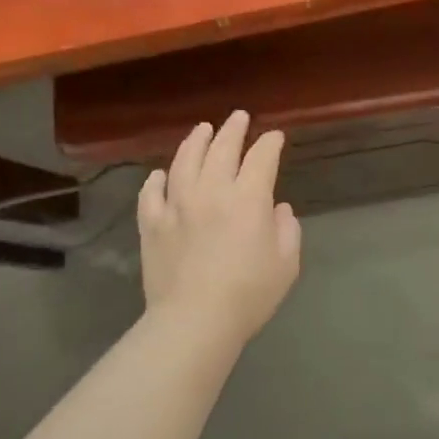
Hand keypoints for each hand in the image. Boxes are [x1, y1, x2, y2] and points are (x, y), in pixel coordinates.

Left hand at [137, 110, 301, 346]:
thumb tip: (278, 209)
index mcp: (248, 198)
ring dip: (195, 141)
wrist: (194, 321)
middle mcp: (211, 190)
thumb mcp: (286, 264)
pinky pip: (151, 192)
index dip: (270, 143)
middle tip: (239, 117)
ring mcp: (176, 204)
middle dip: (233, 129)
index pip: (261, 157)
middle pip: (221, 148)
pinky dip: (156, 179)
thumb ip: (287, 230)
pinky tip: (160, 174)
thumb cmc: (248, 294)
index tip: (275, 137)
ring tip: (202, 129)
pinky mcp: (151, 223)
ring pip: (184, 160)